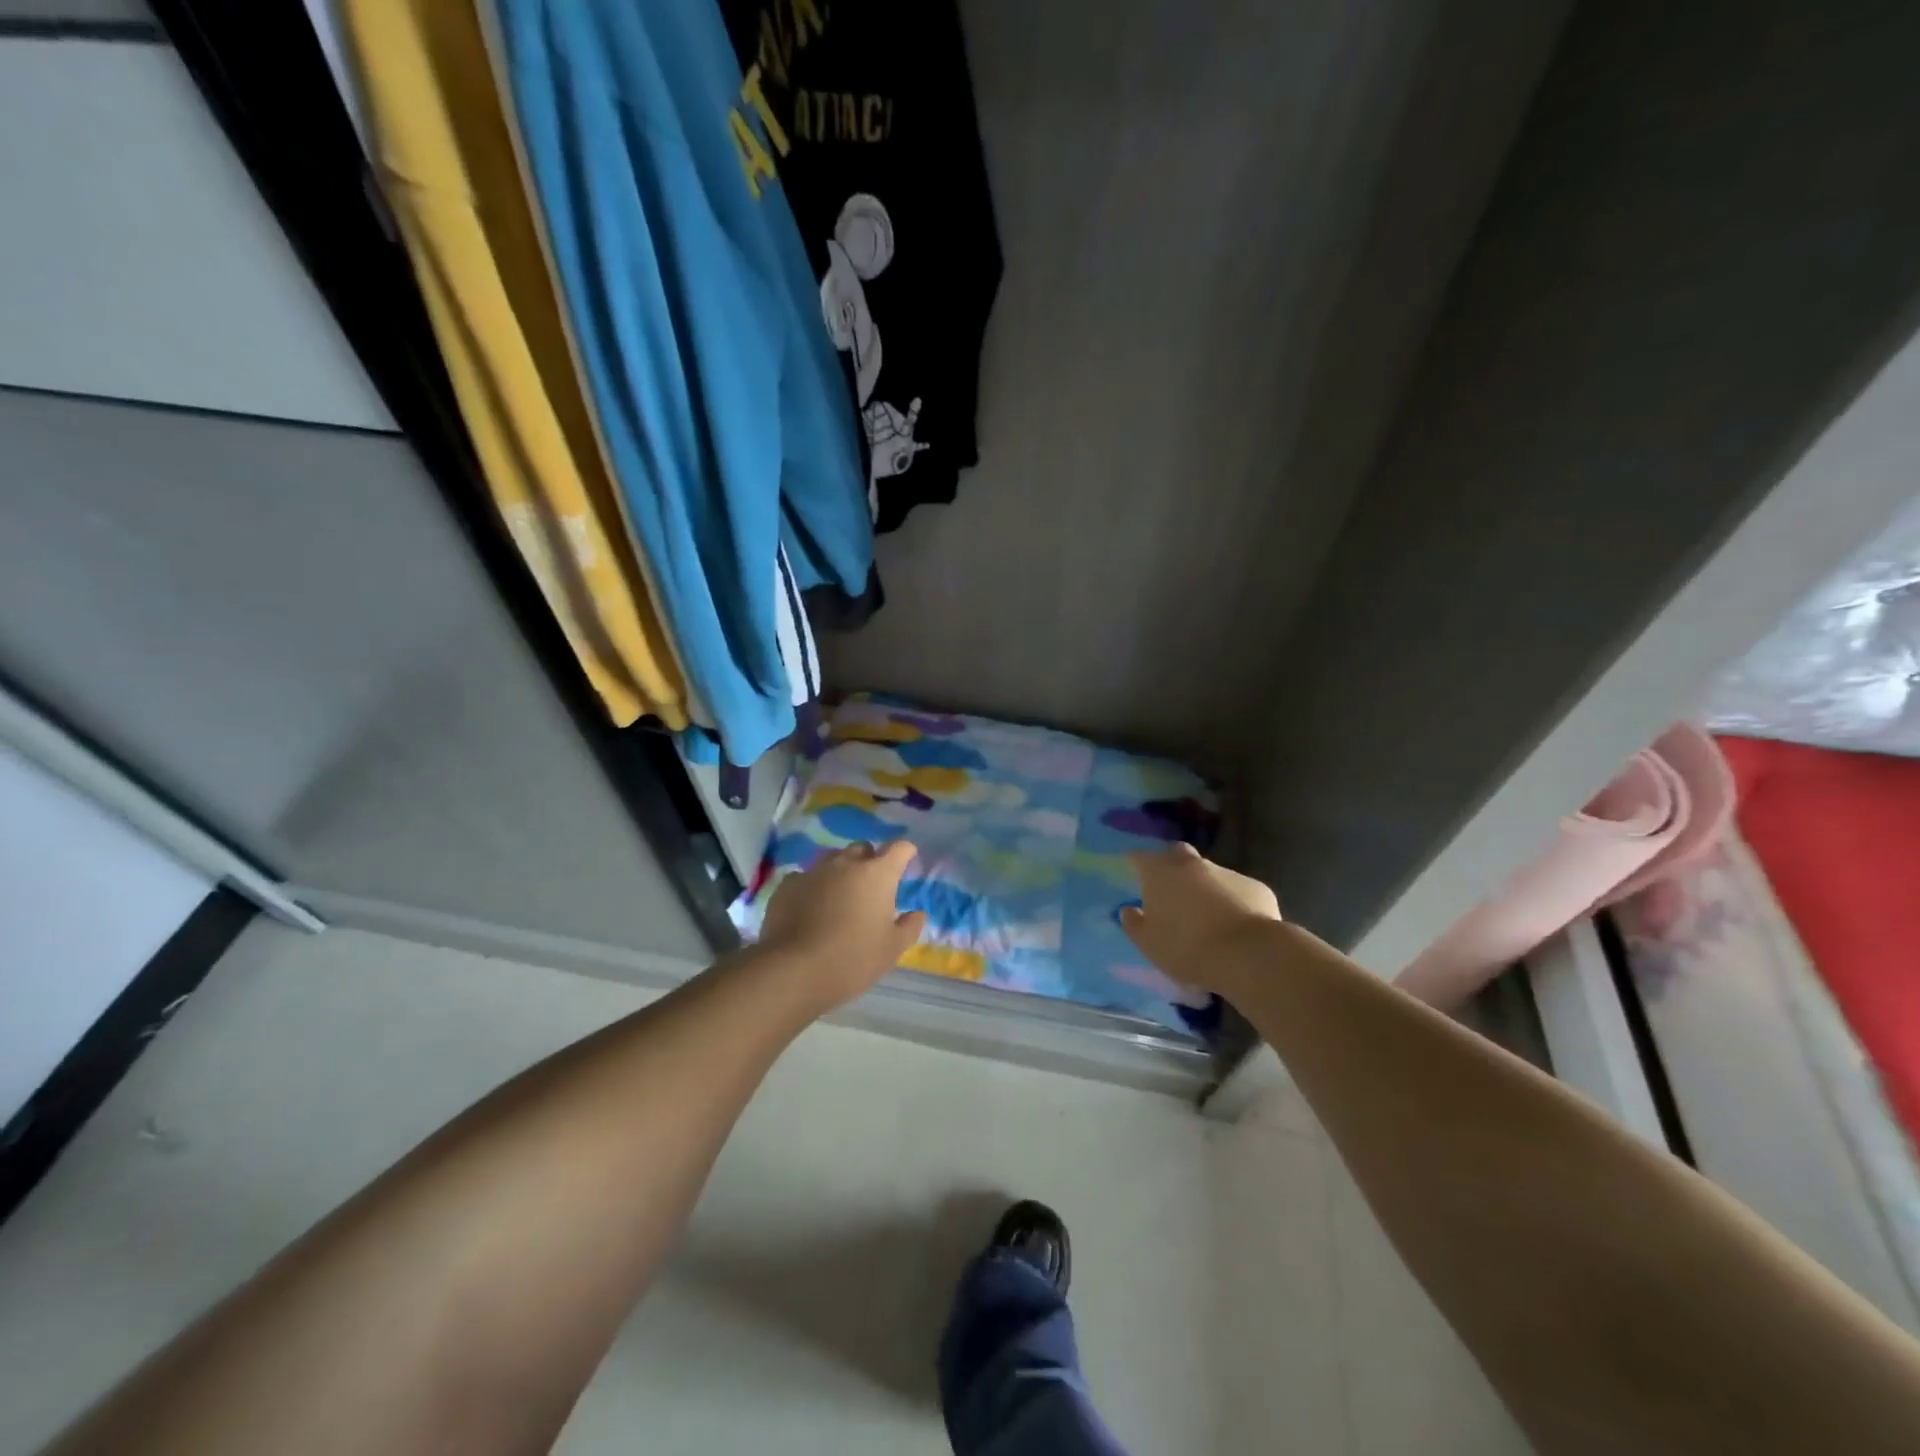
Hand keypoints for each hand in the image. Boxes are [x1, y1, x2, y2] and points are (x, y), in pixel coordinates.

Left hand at [755, 841, 927, 1007]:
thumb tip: (917, 913)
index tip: (907, 861)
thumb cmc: (853, 958)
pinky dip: (812, 887)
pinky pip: (805, 877)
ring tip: (839, 896)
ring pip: (832, 860)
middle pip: (862, 848)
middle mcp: (846, 864)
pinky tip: (809, 907)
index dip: (905, 853)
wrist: (794, 970)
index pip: (899, 848)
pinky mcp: (788, 885)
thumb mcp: (892, 949)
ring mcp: (814, 871)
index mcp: (877, 874)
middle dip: (870, 860)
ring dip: (840, 871)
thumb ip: (909, 927)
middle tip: (871, 886)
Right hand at [1120, 844, 1281, 995]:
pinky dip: (1232, 901)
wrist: (1248, 955)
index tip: (1133, 869)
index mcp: (1160, 873)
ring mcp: (1227, 872)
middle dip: (1171, 865)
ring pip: (1210, 873)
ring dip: (1204, 886)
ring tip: (1206, 915)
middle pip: (1177, 854)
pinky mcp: (1256, 887)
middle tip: (1170, 888)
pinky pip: (1237, 890)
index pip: (1140, 857)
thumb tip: (1128, 910)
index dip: (1135, 862)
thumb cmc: (1187, 948)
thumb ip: (1134, 924)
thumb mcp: (1149, 944)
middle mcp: (1192, 864)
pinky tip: (1235, 924)